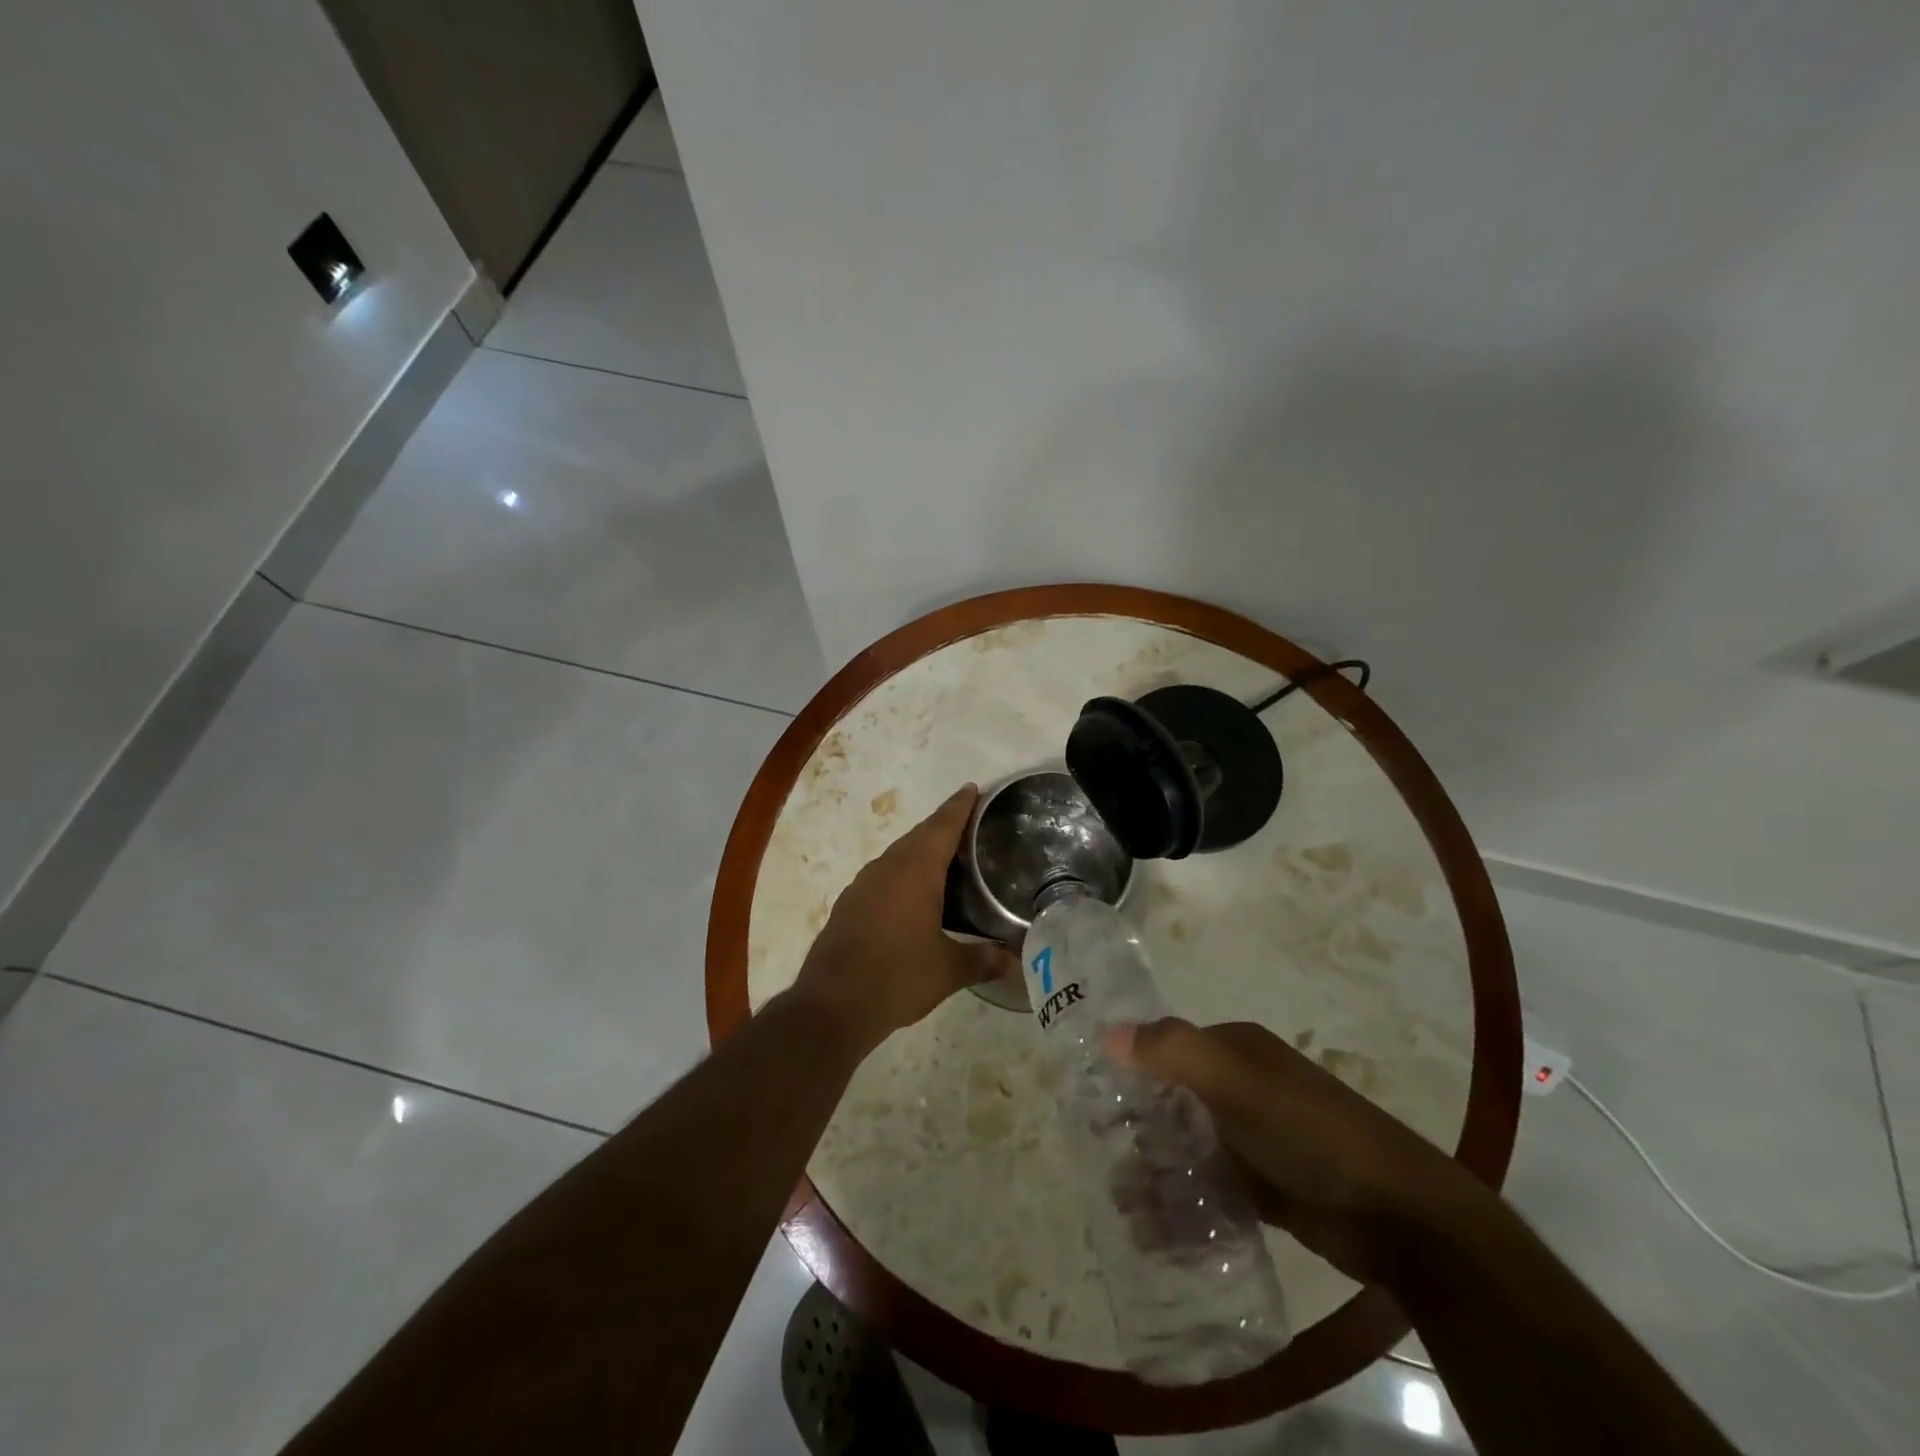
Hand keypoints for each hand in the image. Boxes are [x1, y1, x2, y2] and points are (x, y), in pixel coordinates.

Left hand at [792, 785, 1017, 1050]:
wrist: (831, 1005)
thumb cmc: (896, 978)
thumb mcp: (948, 970)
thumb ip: (984, 960)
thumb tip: (1016, 961)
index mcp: (915, 870)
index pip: (942, 825)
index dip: (960, 806)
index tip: (973, 789)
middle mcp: (887, 867)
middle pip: (920, 836)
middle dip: (944, 827)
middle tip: (972, 829)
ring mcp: (863, 884)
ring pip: (899, 855)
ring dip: (923, 852)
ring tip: (949, 862)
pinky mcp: (849, 904)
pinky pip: (884, 875)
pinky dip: (904, 874)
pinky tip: (915, 896)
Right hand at [1107, 1018, 1487, 1281]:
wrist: (1398, 1214)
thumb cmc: (1307, 1131)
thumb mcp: (1235, 1082)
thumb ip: (1172, 1051)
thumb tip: (1107, 1033)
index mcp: (1235, 1049)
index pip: (1164, 1049)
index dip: (1127, 1070)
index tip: (1087, 1103)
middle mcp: (1242, 1085)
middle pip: (1172, 1100)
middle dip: (1137, 1130)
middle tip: (1100, 1164)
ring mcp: (1256, 1137)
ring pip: (1189, 1147)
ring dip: (1158, 1173)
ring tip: (1125, 1208)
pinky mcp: (1268, 1186)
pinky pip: (1213, 1188)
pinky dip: (1188, 1204)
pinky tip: (1161, 1233)